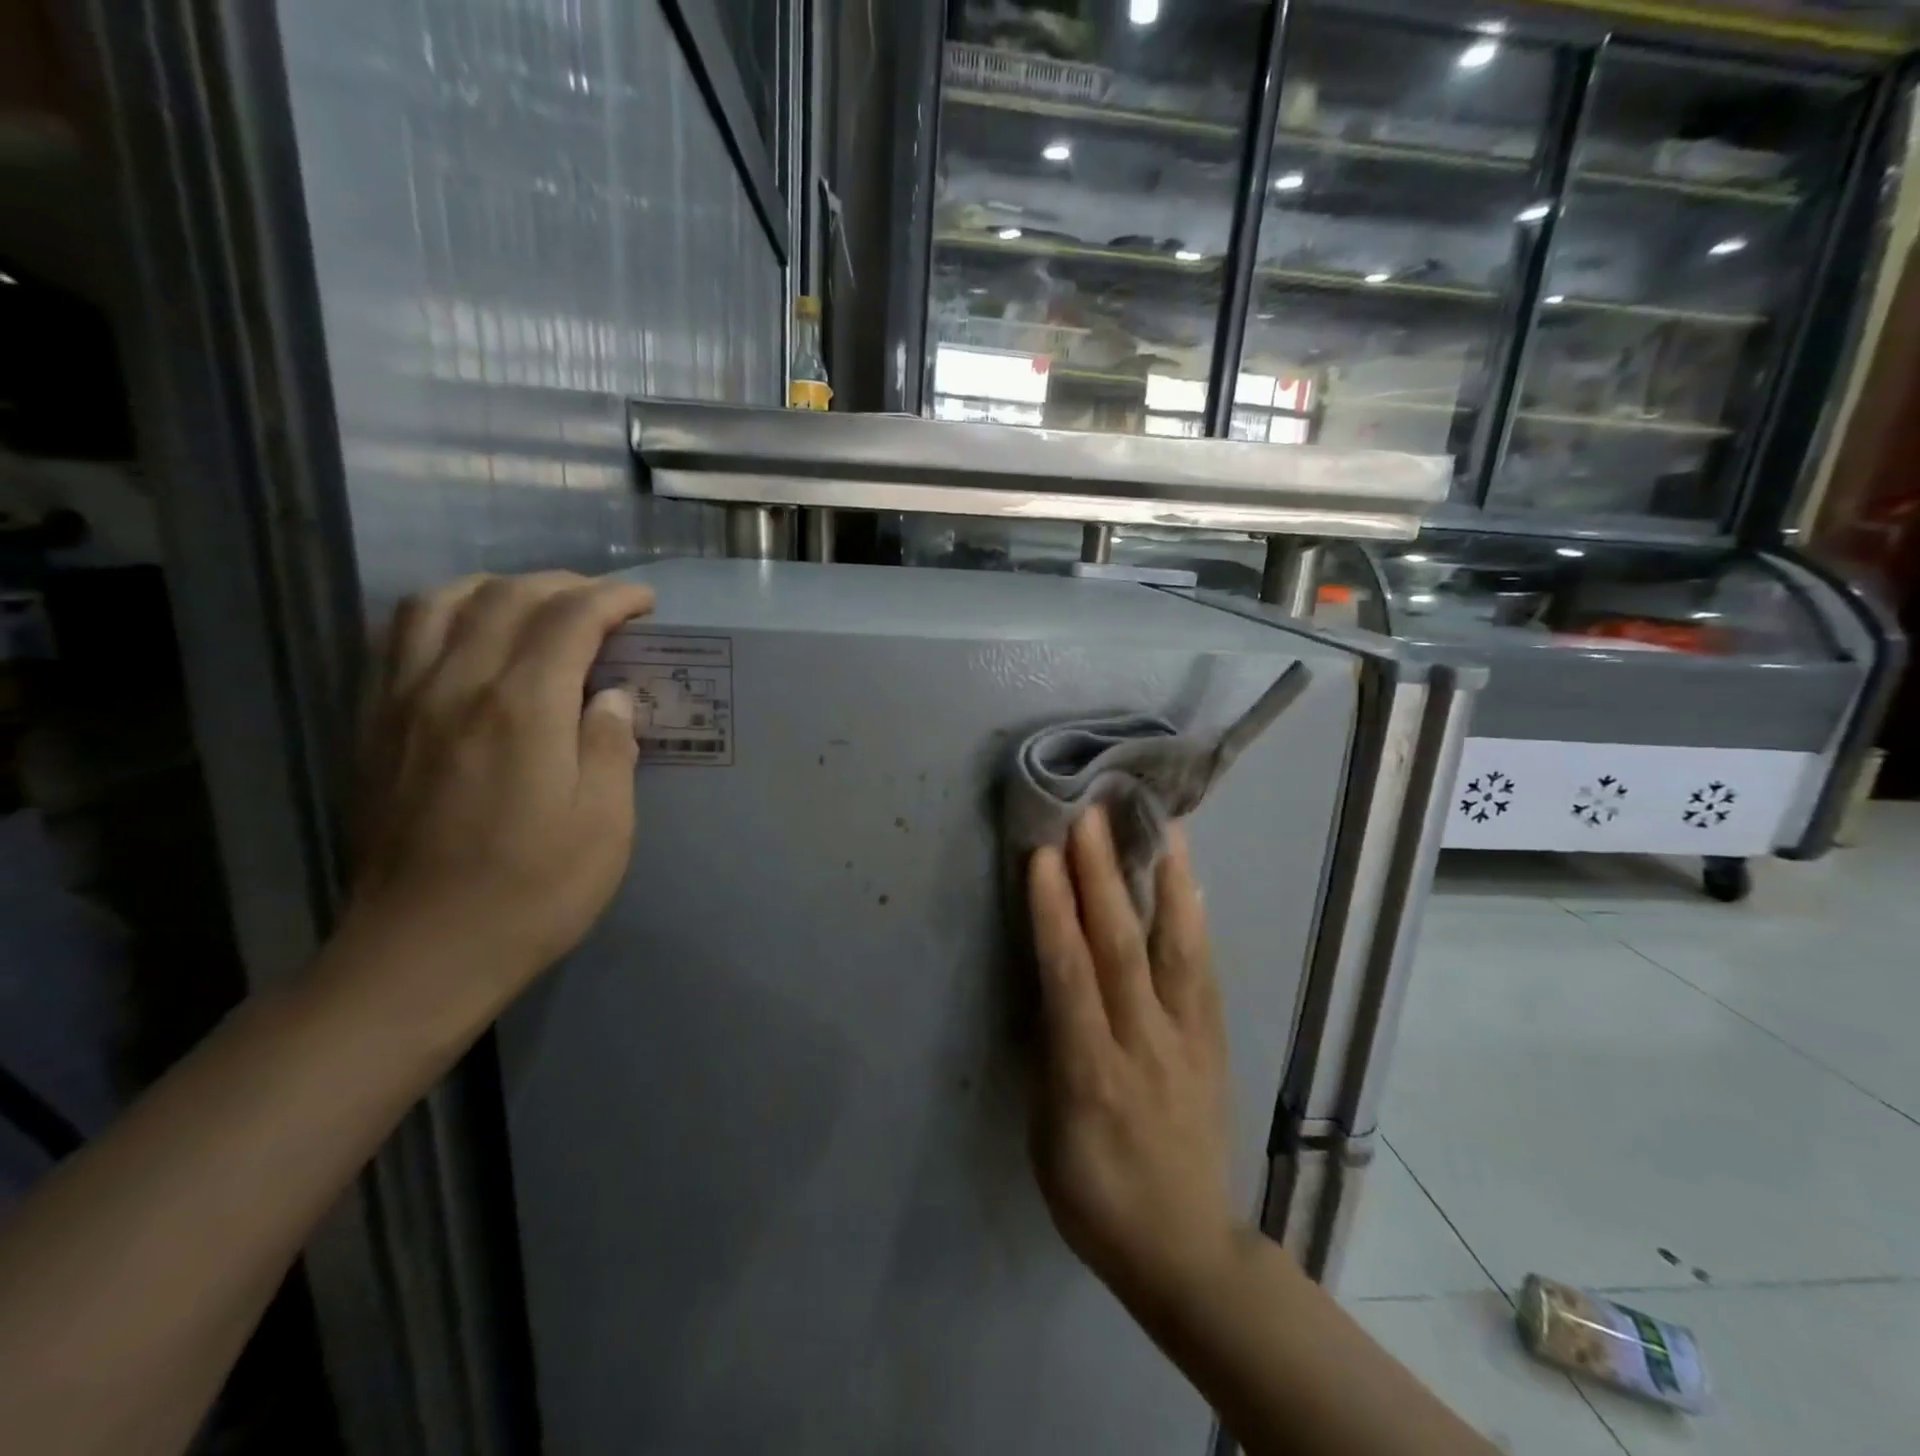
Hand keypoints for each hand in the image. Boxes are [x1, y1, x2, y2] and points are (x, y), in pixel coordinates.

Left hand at [341, 572, 655, 1021]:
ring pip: (440, 602)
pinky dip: (442, 614)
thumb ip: (610, 746)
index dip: (613, 599)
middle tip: (604, 606)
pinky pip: (399, 638)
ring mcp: (403, 702)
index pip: (570, 618)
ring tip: (534, 608)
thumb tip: (611, 696)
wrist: (421, 952)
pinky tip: (467, 637)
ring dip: (497, 588)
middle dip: (564, 586)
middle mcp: (455, 686)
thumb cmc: (533, 892)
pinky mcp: (373, 726)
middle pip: (507, 597)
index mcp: (521, 708)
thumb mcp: (605, 825)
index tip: (645, 604)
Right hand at [1027, 807, 1240, 1314]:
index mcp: (1090, 1075)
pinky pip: (1205, 970)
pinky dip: (1196, 919)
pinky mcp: (1214, 1041)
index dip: (1054, 913)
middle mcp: (1145, 1045)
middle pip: (1121, 949)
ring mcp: (1188, 1040)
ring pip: (1177, 950)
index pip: (1069, 977)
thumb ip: (1052, 1052)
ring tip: (1162, 826)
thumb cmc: (1095, 1197)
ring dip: (1165, 882)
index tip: (1043, 856)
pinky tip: (1192, 881)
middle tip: (1090, 816)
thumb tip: (1053, 983)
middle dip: (1101, 877)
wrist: (1187, 1250)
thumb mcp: (1047, 1135)